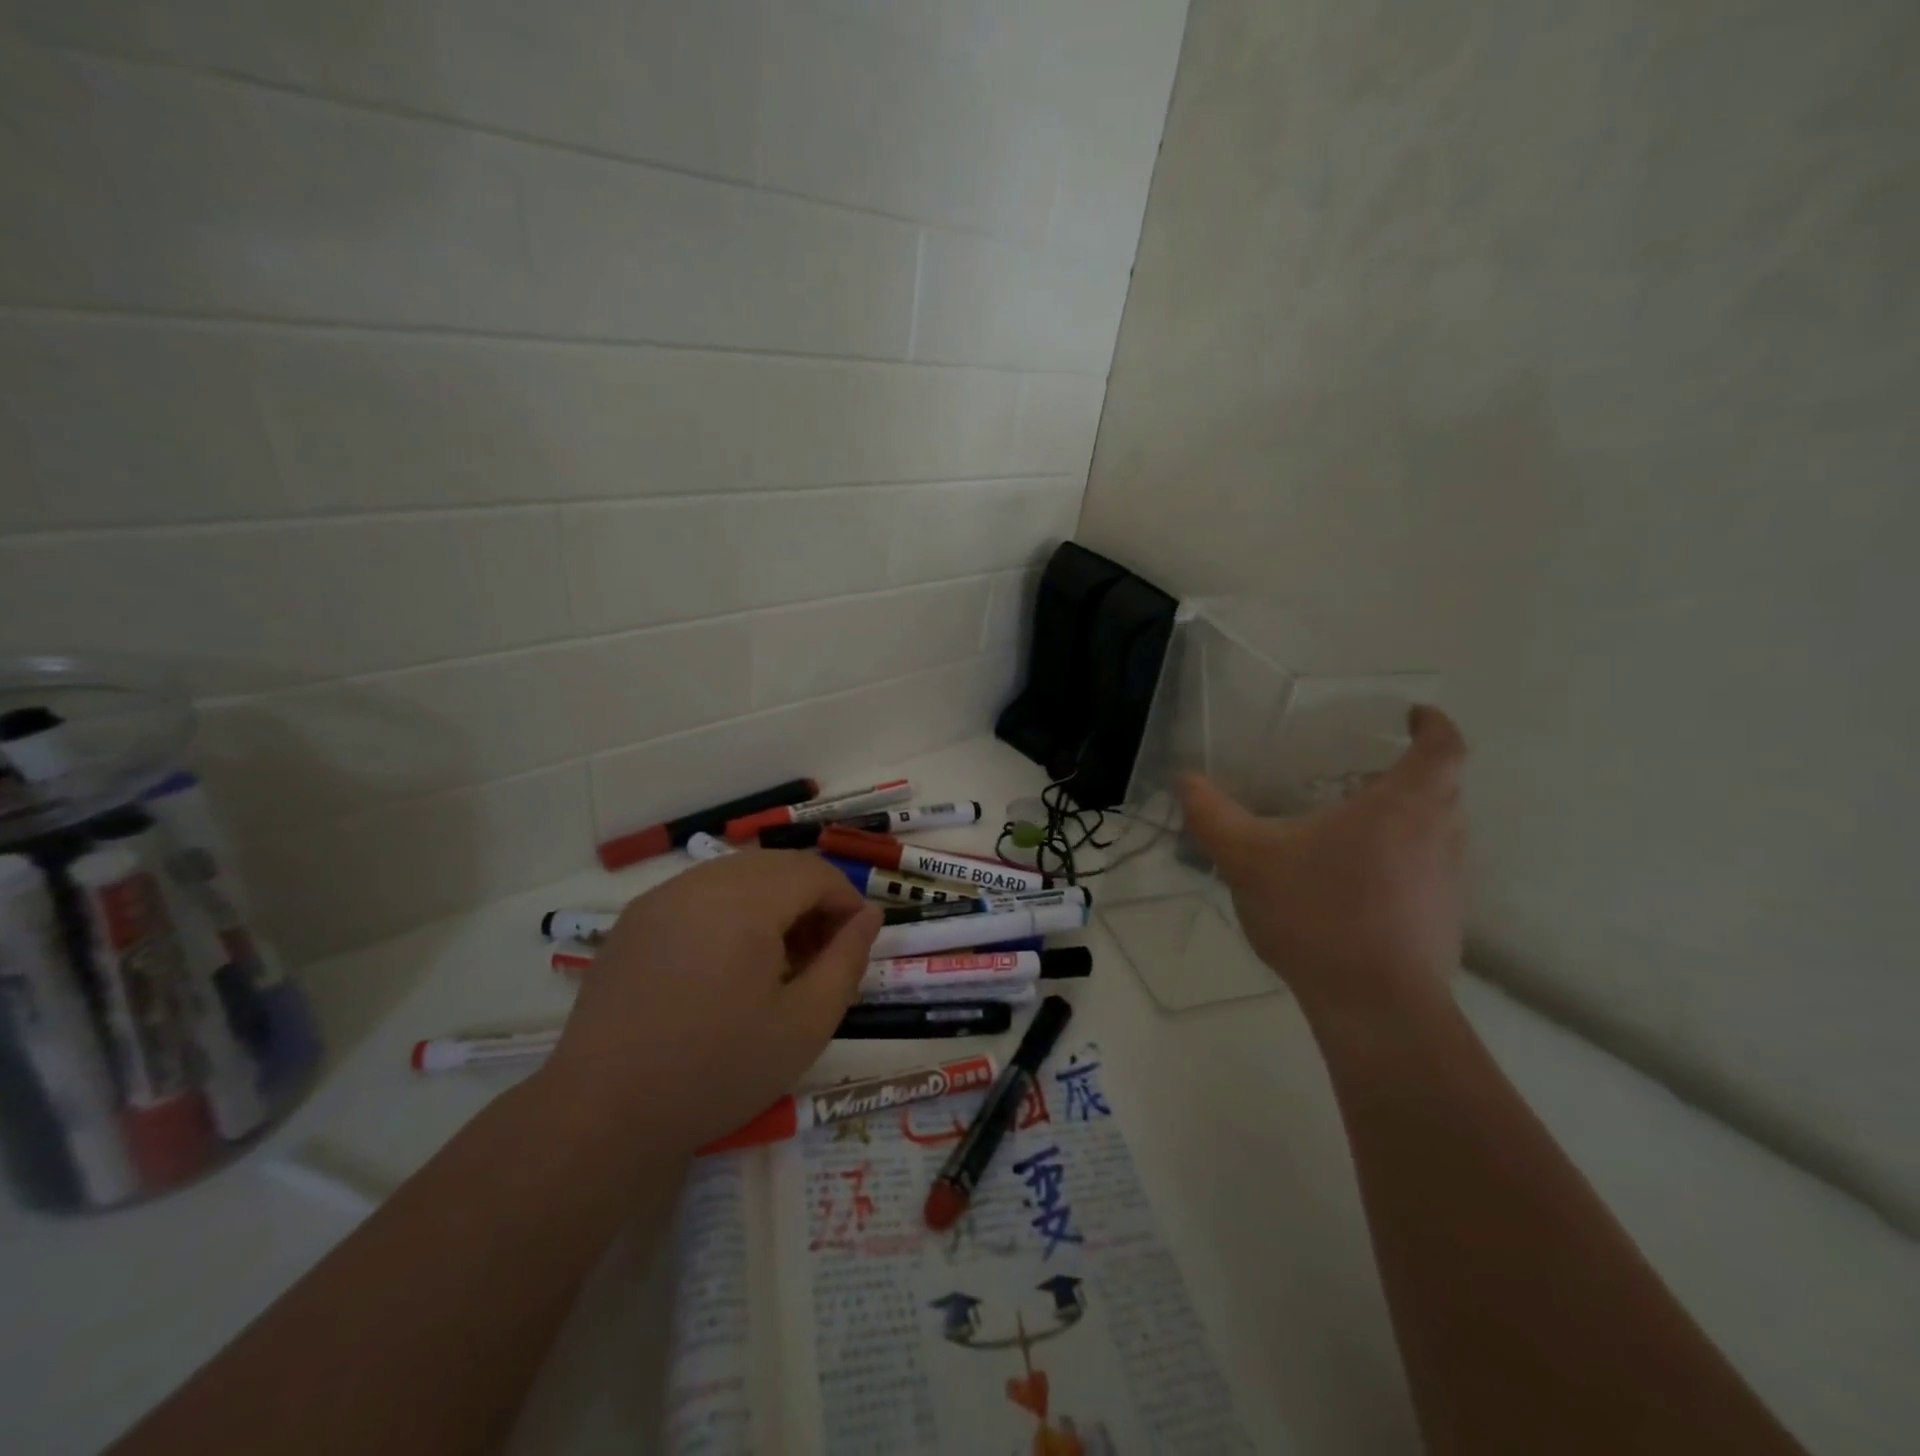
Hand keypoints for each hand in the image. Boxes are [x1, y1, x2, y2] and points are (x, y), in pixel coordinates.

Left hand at [538, 851, 880, 1157]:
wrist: (603, 1115)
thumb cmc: (717, 1071)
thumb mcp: (805, 1024)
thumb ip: (847, 960)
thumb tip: (869, 916)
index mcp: (745, 902)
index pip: (814, 872)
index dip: (845, 901)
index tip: (853, 944)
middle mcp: (701, 883)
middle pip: (776, 866)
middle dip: (810, 899)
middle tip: (818, 955)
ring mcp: (660, 898)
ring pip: (737, 875)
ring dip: (771, 902)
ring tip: (775, 960)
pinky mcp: (634, 921)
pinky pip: (699, 893)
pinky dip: (730, 910)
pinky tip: (726, 964)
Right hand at [1178, 705, 1466, 1028]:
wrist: (1375, 1006)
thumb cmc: (1319, 914)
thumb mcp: (1249, 859)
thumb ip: (1213, 816)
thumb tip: (1185, 780)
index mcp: (1402, 806)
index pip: (1443, 748)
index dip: (1433, 725)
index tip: (1413, 716)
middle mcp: (1440, 837)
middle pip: (1444, 790)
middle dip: (1413, 774)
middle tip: (1365, 774)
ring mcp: (1448, 884)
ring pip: (1438, 834)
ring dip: (1408, 821)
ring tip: (1355, 828)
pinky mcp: (1443, 923)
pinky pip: (1427, 874)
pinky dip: (1401, 864)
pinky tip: (1354, 887)